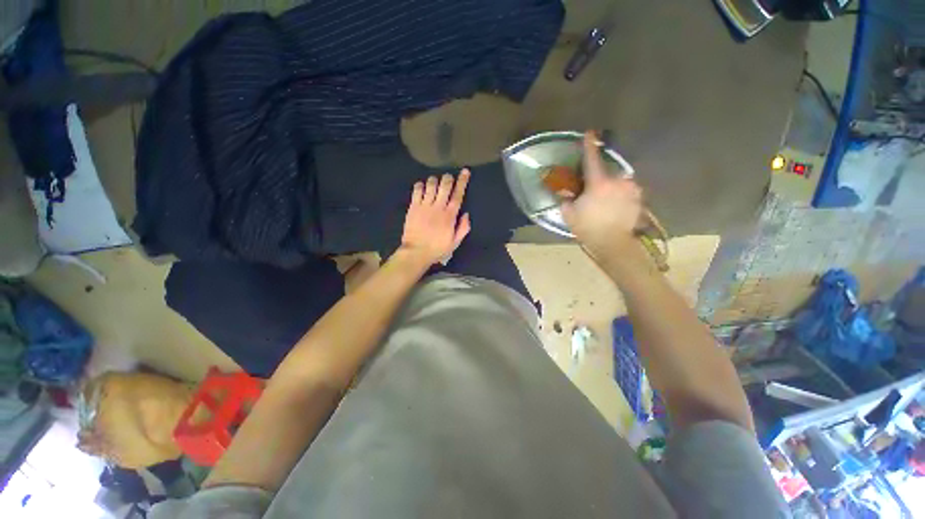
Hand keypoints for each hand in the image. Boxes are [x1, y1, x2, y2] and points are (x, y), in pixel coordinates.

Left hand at [400, 169, 471, 264]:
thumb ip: (463, 228)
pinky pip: (417, 191)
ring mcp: (424, 206)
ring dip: (434, 180)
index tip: (465, 172)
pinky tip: (422, 187)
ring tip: (435, 182)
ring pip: (430, 185)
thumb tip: (466, 214)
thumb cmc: (437, 249)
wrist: (416, 252)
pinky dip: (420, 185)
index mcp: (449, 216)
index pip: (458, 195)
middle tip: (449, 177)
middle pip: (444, 186)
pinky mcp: (413, 207)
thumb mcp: (455, 243)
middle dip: (448, 178)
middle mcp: (438, 207)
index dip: (462, 182)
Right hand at [561, 131, 642, 257]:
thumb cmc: (588, 228)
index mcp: (599, 183)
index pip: (592, 160)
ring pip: (619, 182)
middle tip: (594, 191)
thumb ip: (566, 199)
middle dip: (600, 179)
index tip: (589, 133)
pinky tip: (616, 207)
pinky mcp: (639, 199)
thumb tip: (564, 193)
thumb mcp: (569, 214)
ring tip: (606, 202)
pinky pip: (628, 191)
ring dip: (612, 187)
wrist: (613, 244)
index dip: (589, 145)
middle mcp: (618, 181)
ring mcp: (631, 189)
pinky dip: (621, 195)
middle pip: (607, 172)